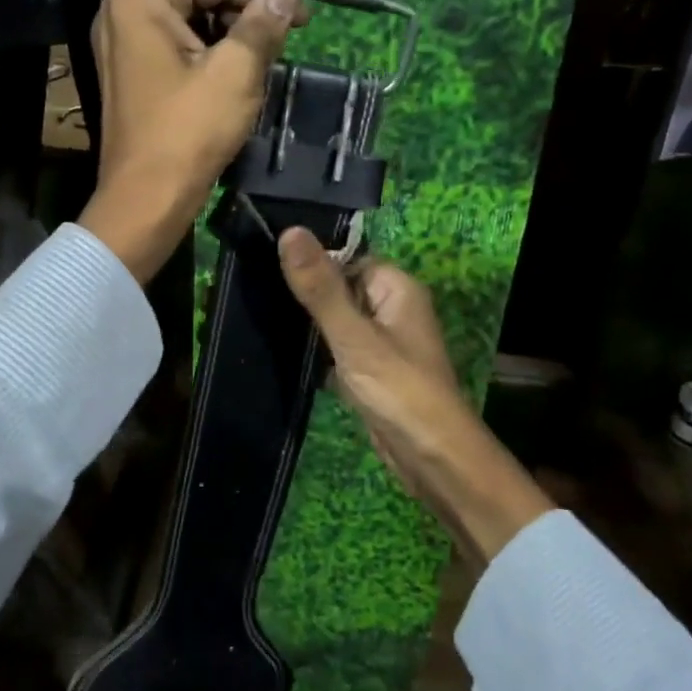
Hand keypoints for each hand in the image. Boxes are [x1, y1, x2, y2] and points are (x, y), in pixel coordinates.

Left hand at [78, 0, 304, 282]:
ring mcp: (120, 39)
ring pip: (178, 4)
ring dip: (219, 16)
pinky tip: (228, 66)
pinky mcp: (128, 67)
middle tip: (266, 24)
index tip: (300, 16)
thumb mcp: (236, 73)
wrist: (147, 198)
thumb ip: (262, 23)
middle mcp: (121, 9)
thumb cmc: (190, 133)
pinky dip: (201, 39)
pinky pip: (168, 33)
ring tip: (254, 49)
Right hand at [277, 228, 553, 562]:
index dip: (313, 264)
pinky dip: (317, 355)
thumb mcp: (353, 336)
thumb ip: (320, 287)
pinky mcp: (372, 373)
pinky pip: (338, 351)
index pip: (347, 259)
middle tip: (259, 298)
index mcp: (396, 288)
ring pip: (337, 322)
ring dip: (309, 328)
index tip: (269, 268)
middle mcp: (392, 309)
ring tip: (264, 322)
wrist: (432, 459)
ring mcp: (383, 343)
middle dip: (307, 297)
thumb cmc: (398, 389)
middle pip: (340, 289)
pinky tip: (283, 356)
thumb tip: (289, 232)